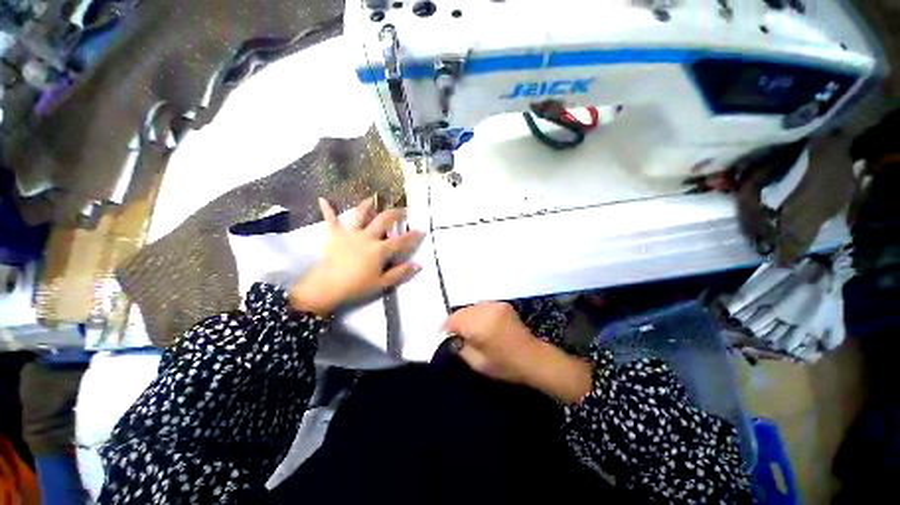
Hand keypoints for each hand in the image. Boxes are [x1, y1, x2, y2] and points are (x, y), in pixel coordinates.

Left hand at [289, 197, 423, 314]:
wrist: (327, 286)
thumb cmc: (357, 286)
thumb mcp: (382, 283)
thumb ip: (401, 273)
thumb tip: (419, 265)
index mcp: (380, 249)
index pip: (401, 241)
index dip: (413, 236)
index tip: (422, 230)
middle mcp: (367, 236)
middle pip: (384, 219)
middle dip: (396, 213)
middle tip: (403, 210)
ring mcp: (350, 233)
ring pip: (360, 214)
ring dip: (367, 205)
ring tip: (373, 198)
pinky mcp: (334, 235)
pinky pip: (331, 219)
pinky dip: (327, 210)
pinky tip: (322, 200)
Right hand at [442, 302, 592, 403]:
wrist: (533, 357)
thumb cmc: (505, 365)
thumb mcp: (477, 363)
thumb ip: (461, 348)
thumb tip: (454, 338)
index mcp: (479, 325)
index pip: (454, 320)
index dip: (446, 326)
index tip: (442, 334)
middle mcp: (486, 310)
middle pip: (462, 311)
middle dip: (456, 321)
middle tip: (453, 333)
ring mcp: (495, 305)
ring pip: (472, 307)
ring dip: (466, 316)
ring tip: (466, 328)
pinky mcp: (503, 305)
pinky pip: (482, 306)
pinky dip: (477, 313)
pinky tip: (479, 323)